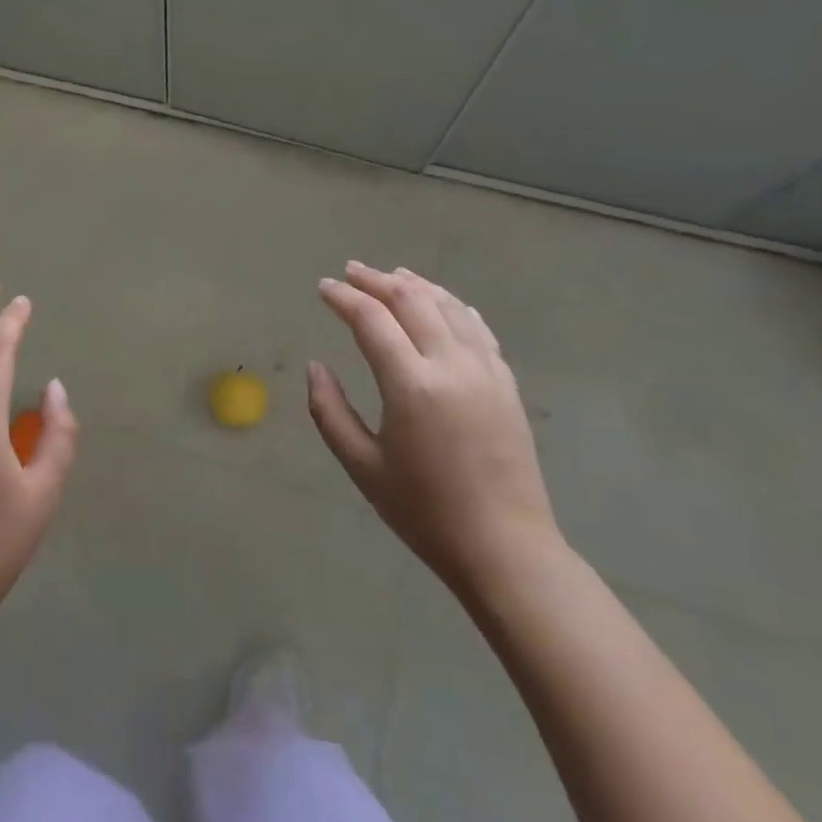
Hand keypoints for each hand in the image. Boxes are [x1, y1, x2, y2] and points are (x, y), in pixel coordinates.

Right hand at [310, 261, 559, 592]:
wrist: (506, 550)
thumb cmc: (425, 512)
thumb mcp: (362, 466)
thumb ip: (329, 411)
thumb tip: (315, 367)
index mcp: (411, 385)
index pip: (372, 319)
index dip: (344, 298)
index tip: (324, 287)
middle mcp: (451, 365)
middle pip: (411, 300)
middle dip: (376, 280)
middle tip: (351, 272)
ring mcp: (485, 371)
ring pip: (448, 306)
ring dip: (416, 285)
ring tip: (392, 275)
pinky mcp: (506, 384)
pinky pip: (477, 328)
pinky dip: (453, 306)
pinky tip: (443, 303)